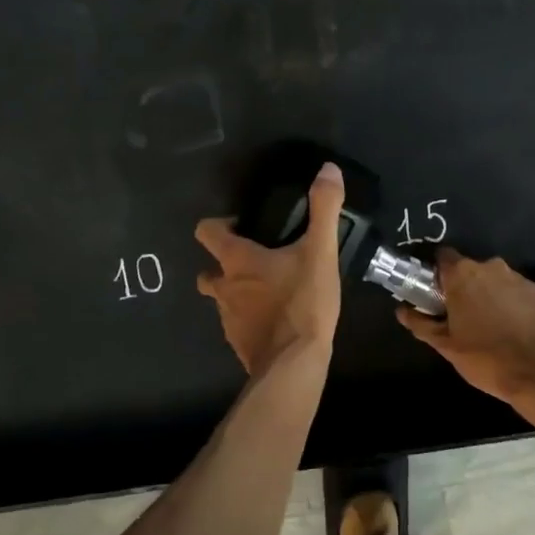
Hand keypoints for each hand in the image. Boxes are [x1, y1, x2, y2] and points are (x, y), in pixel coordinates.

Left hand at [196, 162, 344, 374]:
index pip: (206, 232)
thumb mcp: (320, 252)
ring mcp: (228, 319)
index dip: (218, 225)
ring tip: (269, 291)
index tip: (241, 225)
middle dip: (224, 265)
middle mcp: (224, 287)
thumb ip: (324, 209)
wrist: (294, 365)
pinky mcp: (239, 344)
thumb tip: (328, 169)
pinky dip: (250, 320)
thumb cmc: (302, 303)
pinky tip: (275, 321)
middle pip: (209, 270)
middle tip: (255, 260)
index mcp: (236, 261)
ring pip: (223, 300)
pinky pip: (239, 325)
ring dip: (238, 293)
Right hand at [398, 249, 534, 403]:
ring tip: (491, 326)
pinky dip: (513, 305)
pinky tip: (515, 330)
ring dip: (490, 296)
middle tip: (462, 316)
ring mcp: (519, 278)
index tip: (436, 294)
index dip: (437, 273)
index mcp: (462, 274)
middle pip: (470, 269)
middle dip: (464, 287)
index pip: (443, 257)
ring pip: (496, 281)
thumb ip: (421, 323)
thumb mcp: (446, 345)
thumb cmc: (486, 357)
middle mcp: (491, 267)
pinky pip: (518, 293)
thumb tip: (401, 310)